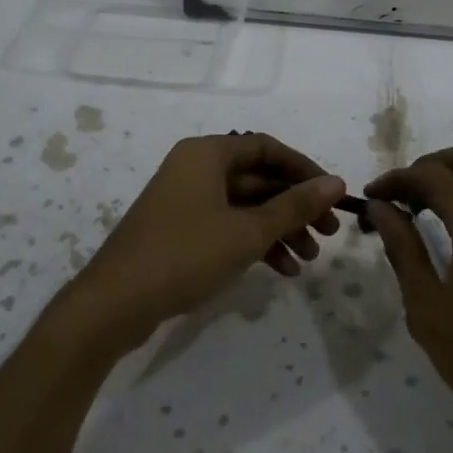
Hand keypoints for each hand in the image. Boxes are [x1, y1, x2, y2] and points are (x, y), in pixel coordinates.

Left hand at [68, 133, 344, 351]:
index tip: (332, 196)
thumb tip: (337, 181)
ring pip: (245, 206)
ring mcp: (186, 200)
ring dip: (279, 229)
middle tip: (329, 234)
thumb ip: (294, 206)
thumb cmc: (185, 255)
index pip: (267, 148)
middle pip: (258, 178)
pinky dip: (254, 243)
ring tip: (308, 260)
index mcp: (207, 154)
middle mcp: (196, 168)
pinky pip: (227, 226)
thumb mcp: (247, 231)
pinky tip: (282, 270)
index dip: (304, 170)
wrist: (115, 303)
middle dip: (295, 207)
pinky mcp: (181, 230)